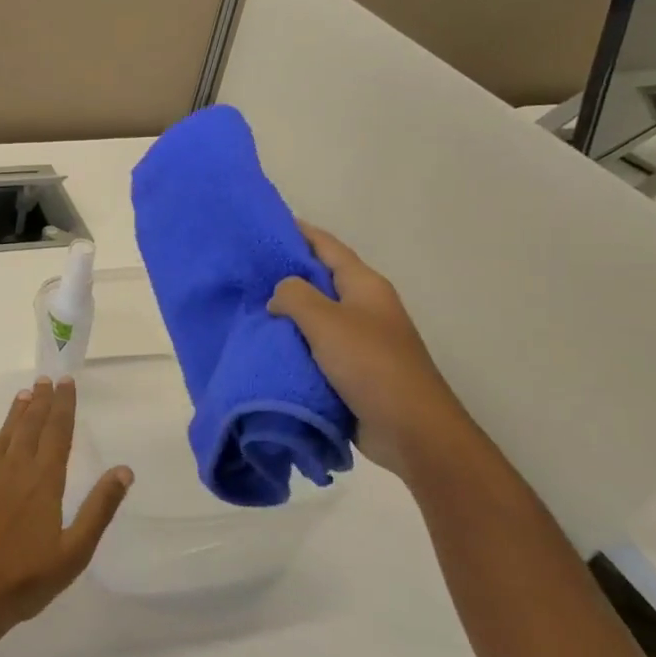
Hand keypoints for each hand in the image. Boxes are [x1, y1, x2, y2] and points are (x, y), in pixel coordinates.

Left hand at [0, 378, 132, 643]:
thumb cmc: (25, 579)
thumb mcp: (73, 552)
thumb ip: (98, 509)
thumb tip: (123, 470)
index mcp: (44, 481)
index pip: (58, 433)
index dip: (64, 406)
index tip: (67, 382)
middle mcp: (15, 468)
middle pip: (31, 426)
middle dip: (41, 401)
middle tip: (47, 379)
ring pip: (5, 433)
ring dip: (17, 412)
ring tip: (25, 393)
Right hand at [267, 226, 472, 479]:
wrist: (412, 430)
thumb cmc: (371, 366)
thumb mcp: (327, 322)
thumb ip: (295, 296)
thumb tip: (278, 294)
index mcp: (365, 286)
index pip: (326, 246)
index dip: (297, 232)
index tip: (262, 226)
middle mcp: (364, 306)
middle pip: (319, 279)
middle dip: (284, 273)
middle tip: (243, 269)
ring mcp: (359, 338)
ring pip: (315, 315)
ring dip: (286, 312)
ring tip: (246, 306)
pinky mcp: (352, 369)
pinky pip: (315, 346)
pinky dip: (292, 342)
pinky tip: (265, 344)